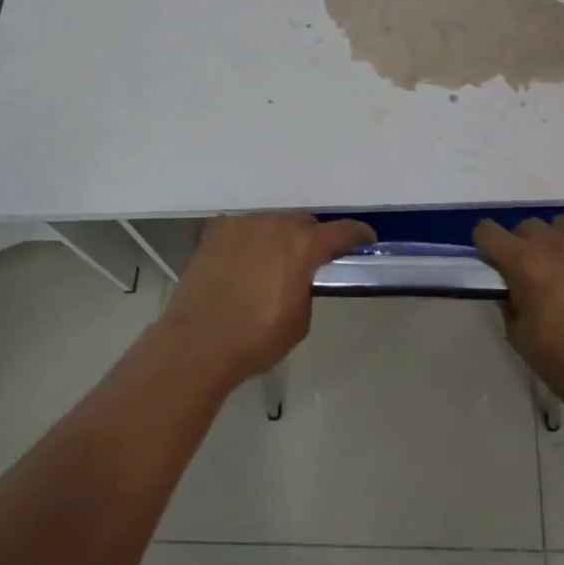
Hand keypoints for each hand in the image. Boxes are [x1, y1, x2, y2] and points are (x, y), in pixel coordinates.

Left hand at [162, 213, 374, 384]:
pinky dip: (250, 242)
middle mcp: (275, 225)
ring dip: (278, 238)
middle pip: (303, 222)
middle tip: (310, 258)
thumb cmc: (256, 338)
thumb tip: (297, 279)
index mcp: (303, 246)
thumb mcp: (298, 321)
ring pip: (271, 223)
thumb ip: (305, 289)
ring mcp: (243, 225)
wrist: (197, 342)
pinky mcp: (216, 233)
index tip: (366, 238)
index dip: (357, 234)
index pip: (341, 231)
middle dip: (312, 237)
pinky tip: (243, 262)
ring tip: (272, 262)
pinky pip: (243, 230)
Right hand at [474, 216, 563, 423]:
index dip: (486, 245)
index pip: (487, 231)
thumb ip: (508, 300)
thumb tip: (511, 284)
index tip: (494, 261)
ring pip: (563, 224)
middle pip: (527, 226)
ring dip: (558, 242)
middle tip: (535, 273)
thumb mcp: (519, 336)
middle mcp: (555, 242)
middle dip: (524, 246)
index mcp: (525, 262)